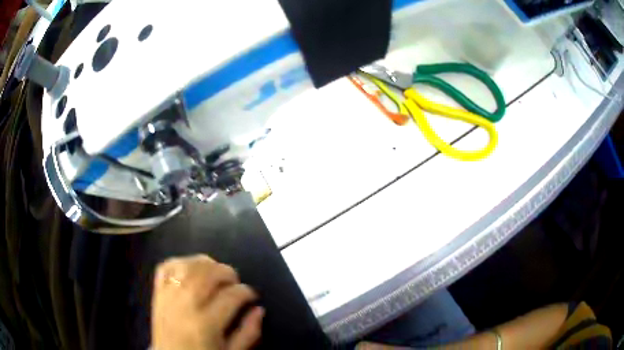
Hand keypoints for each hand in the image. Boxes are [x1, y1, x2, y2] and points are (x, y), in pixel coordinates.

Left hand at [152, 254, 263, 349]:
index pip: (231, 296)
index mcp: (206, 324)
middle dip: (227, 272)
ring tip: (215, 272)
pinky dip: (179, 262)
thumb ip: (249, 333)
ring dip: (205, 263)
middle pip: (207, 273)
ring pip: (187, 266)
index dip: (247, 292)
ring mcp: (168, 296)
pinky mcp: (157, 293)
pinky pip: (165, 267)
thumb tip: (259, 309)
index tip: (251, 296)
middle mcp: (185, 305)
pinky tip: (191, 268)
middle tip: (235, 281)